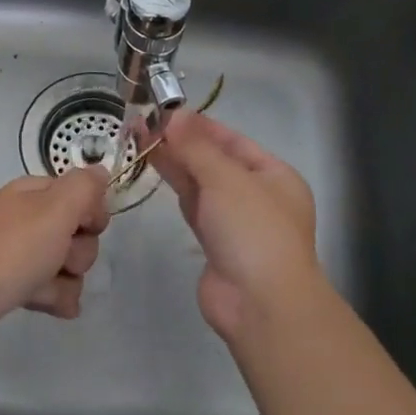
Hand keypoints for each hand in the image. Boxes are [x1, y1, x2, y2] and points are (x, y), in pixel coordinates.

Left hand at [0, 167, 110, 349]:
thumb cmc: (10, 251)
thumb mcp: (55, 209)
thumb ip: (84, 188)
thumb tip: (102, 171)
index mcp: (34, 194)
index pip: (81, 194)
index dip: (91, 213)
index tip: (84, 227)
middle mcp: (27, 219)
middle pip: (78, 234)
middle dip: (78, 252)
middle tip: (58, 259)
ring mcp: (19, 254)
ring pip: (67, 266)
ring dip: (66, 280)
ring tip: (43, 288)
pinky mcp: (13, 287)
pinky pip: (51, 290)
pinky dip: (54, 299)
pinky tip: (47, 306)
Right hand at [148, 112, 320, 340]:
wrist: (260, 303)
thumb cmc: (252, 231)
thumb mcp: (226, 179)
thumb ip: (196, 147)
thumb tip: (173, 115)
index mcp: (274, 175)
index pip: (233, 141)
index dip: (200, 125)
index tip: (166, 111)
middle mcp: (257, 195)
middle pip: (215, 161)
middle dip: (182, 142)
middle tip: (143, 123)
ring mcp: (235, 221)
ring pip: (201, 183)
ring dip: (174, 162)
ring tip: (141, 138)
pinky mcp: (214, 243)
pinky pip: (193, 206)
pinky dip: (177, 188)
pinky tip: (156, 169)